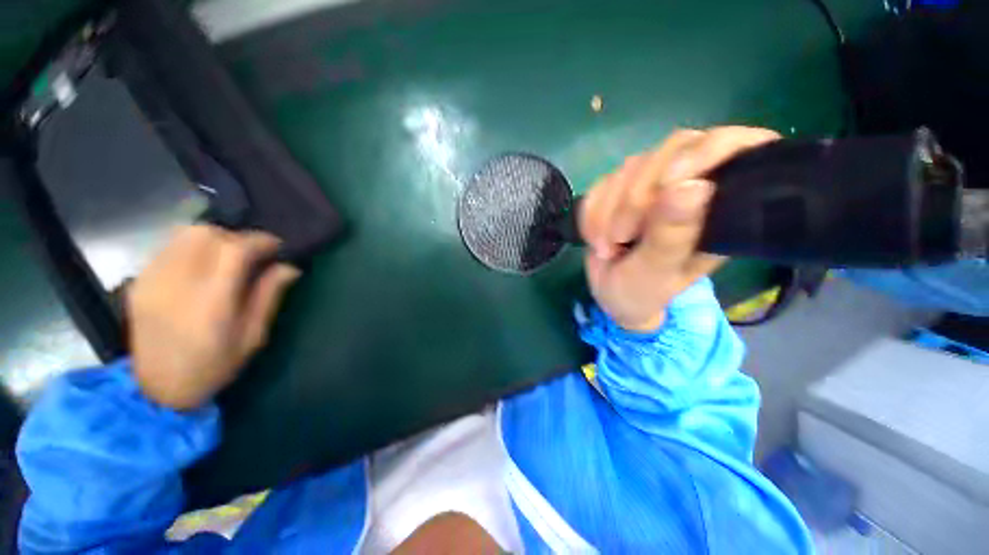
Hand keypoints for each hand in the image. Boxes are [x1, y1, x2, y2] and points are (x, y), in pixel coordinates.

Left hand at [127, 225, 300, 409]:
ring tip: (228, 257)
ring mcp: (152, 278)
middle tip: (253, 254)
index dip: (261, 241)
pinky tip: (203, 265)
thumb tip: (289, 266)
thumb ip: (269, 295)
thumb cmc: (213, 365)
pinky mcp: (140, 279)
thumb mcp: (253, 336)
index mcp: (210, 301)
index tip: (277, 247)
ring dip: (215, 238)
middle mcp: (177, 282)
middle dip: (237, 237)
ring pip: (185, 233)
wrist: (157, 388)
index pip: (235, 249)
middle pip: (208, 233)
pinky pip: (170, 246)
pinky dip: (193, 246)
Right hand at [580, 126, 780, 331]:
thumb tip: (693, 187)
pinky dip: (592, 213)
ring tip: (606, 248)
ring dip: (606, 211)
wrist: (612, 296)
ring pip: (629, 168)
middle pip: (670, 152)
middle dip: (634, 198)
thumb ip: (672, 235)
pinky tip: (595, 237)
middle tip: (620, 238)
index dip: (709, 150)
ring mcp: (652, 186)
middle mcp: (690, 187)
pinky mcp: (621, 191)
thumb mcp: (657, 272)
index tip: (669, 183)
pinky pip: (601, 184)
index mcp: (718, 208)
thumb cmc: (643, 292)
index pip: (737, 146)